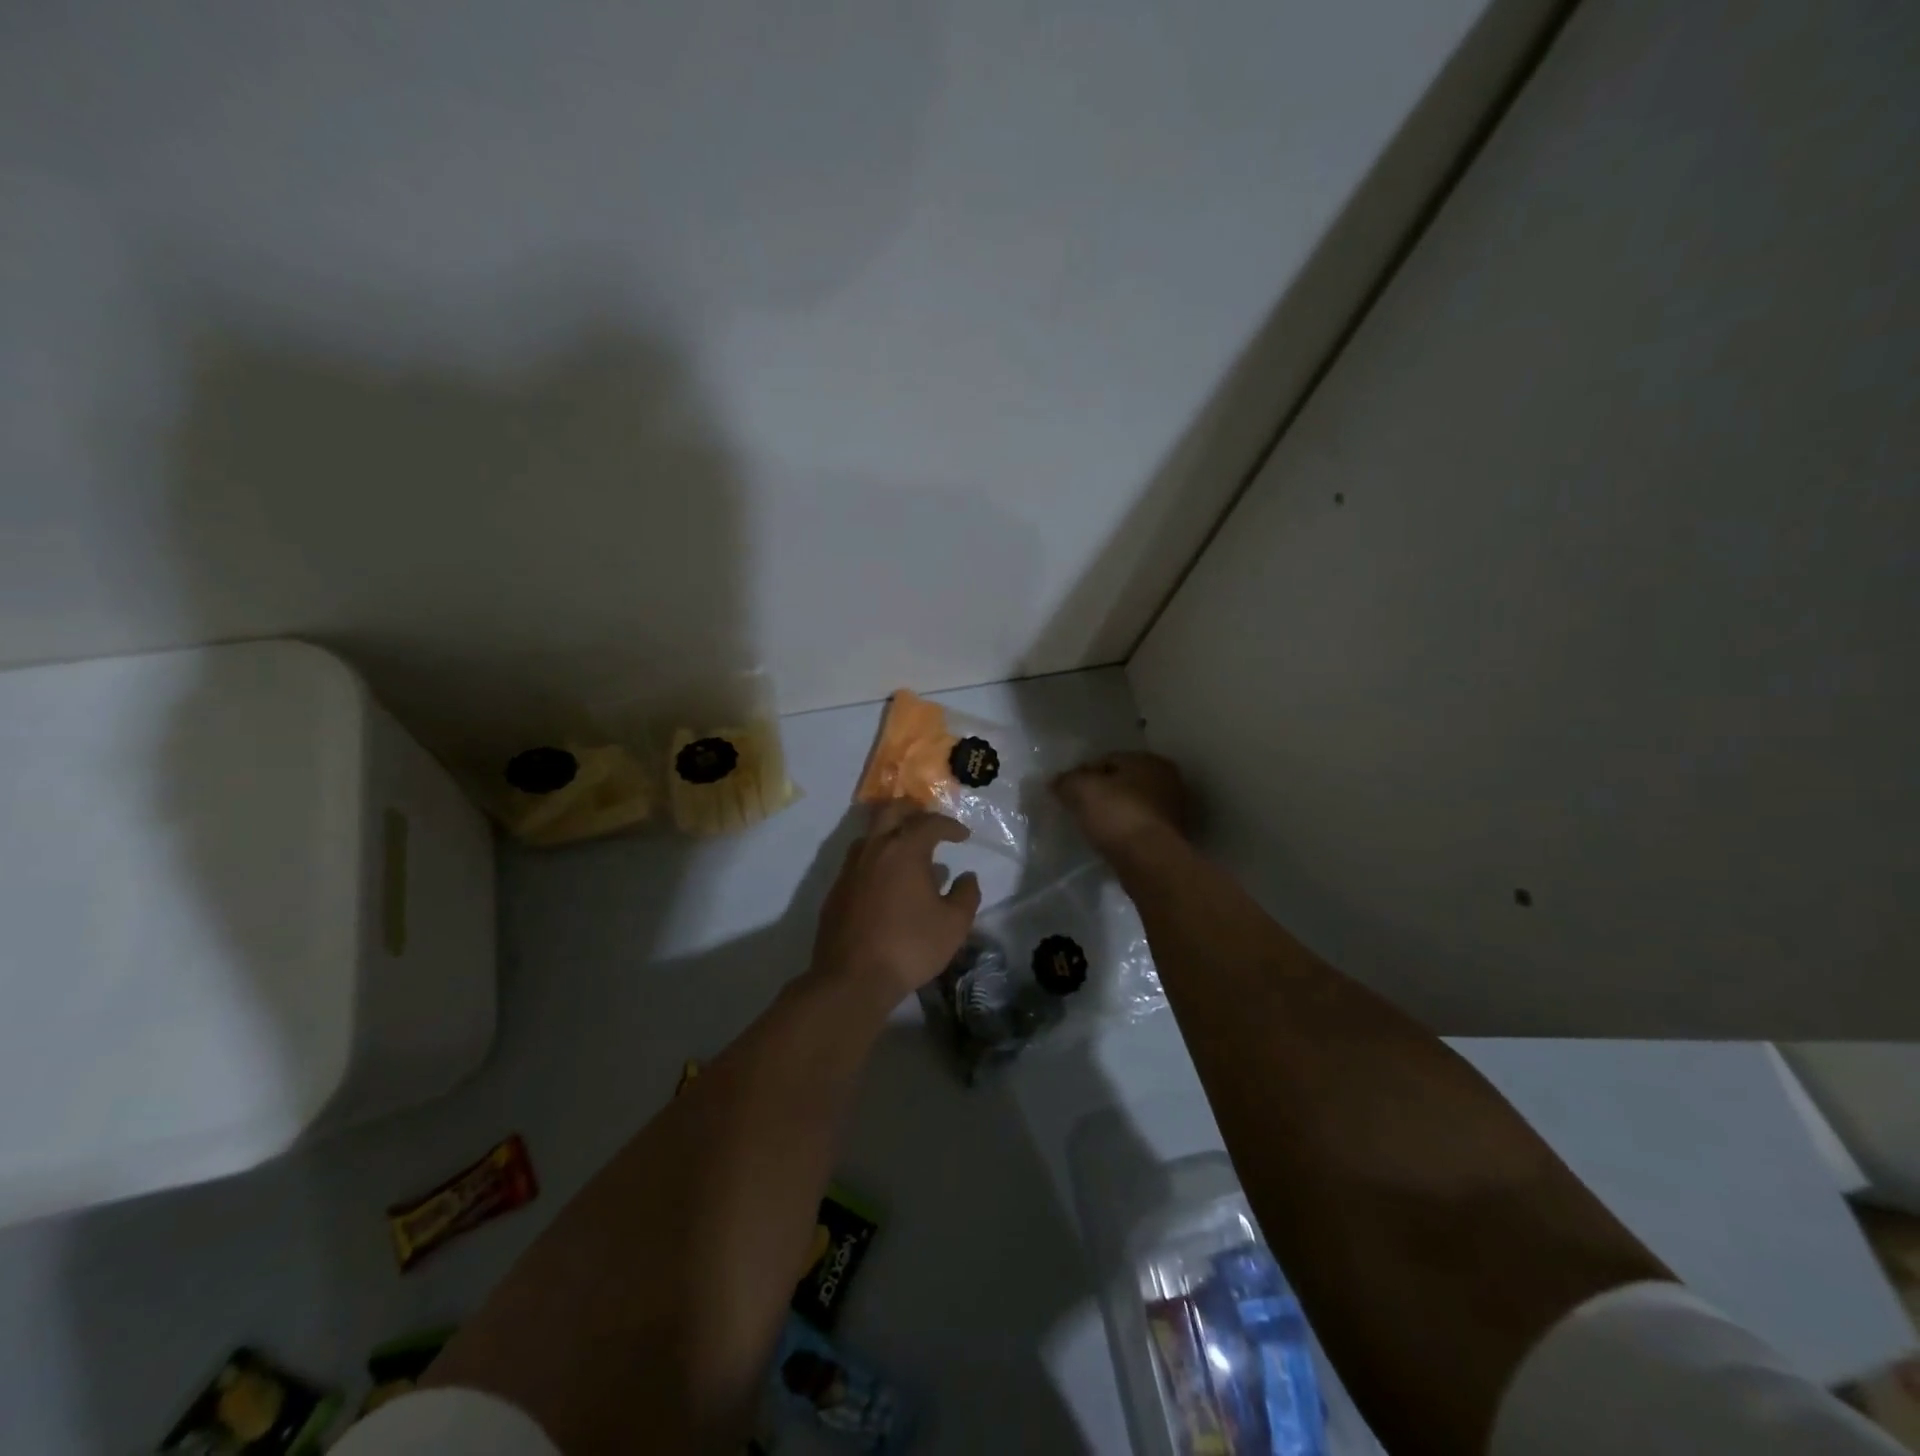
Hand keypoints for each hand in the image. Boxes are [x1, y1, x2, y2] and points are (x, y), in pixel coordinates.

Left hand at [811, 802, 982, 1009]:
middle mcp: (874, 849)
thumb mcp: (954, 924)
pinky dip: (877, 860)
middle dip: (912, 811)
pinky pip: (859, 861)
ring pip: (870, 835)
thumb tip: (966, 876)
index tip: (963, 836)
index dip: (950, 826)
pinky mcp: (836, 890)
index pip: (929, 822)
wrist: (852, 978)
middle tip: (929, 824)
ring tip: (910, 855)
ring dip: (892, 835)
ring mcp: (850, 869)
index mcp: (904, 849)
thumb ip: (966, 895)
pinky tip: (888, 884)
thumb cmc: (910, 946)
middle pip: (891, 812)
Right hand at [1052, 751, 1190, 858]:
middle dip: (1099, 793)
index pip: (1107, 759)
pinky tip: (1108, 841)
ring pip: (1130, 806)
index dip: (1083, 773)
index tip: (1066, 791)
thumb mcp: (1081, 790)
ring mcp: (1173, 811)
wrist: (1150, 862)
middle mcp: (1167, 780)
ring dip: (1112, 813)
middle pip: (1121, 783)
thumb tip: (1057, 782)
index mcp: (1149, 760)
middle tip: (1077, 808)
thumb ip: (1066, 781)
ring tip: (1090, 827)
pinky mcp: (1170, 838)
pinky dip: (1123, 831)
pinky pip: (1137, 827)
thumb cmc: (1117, 815)